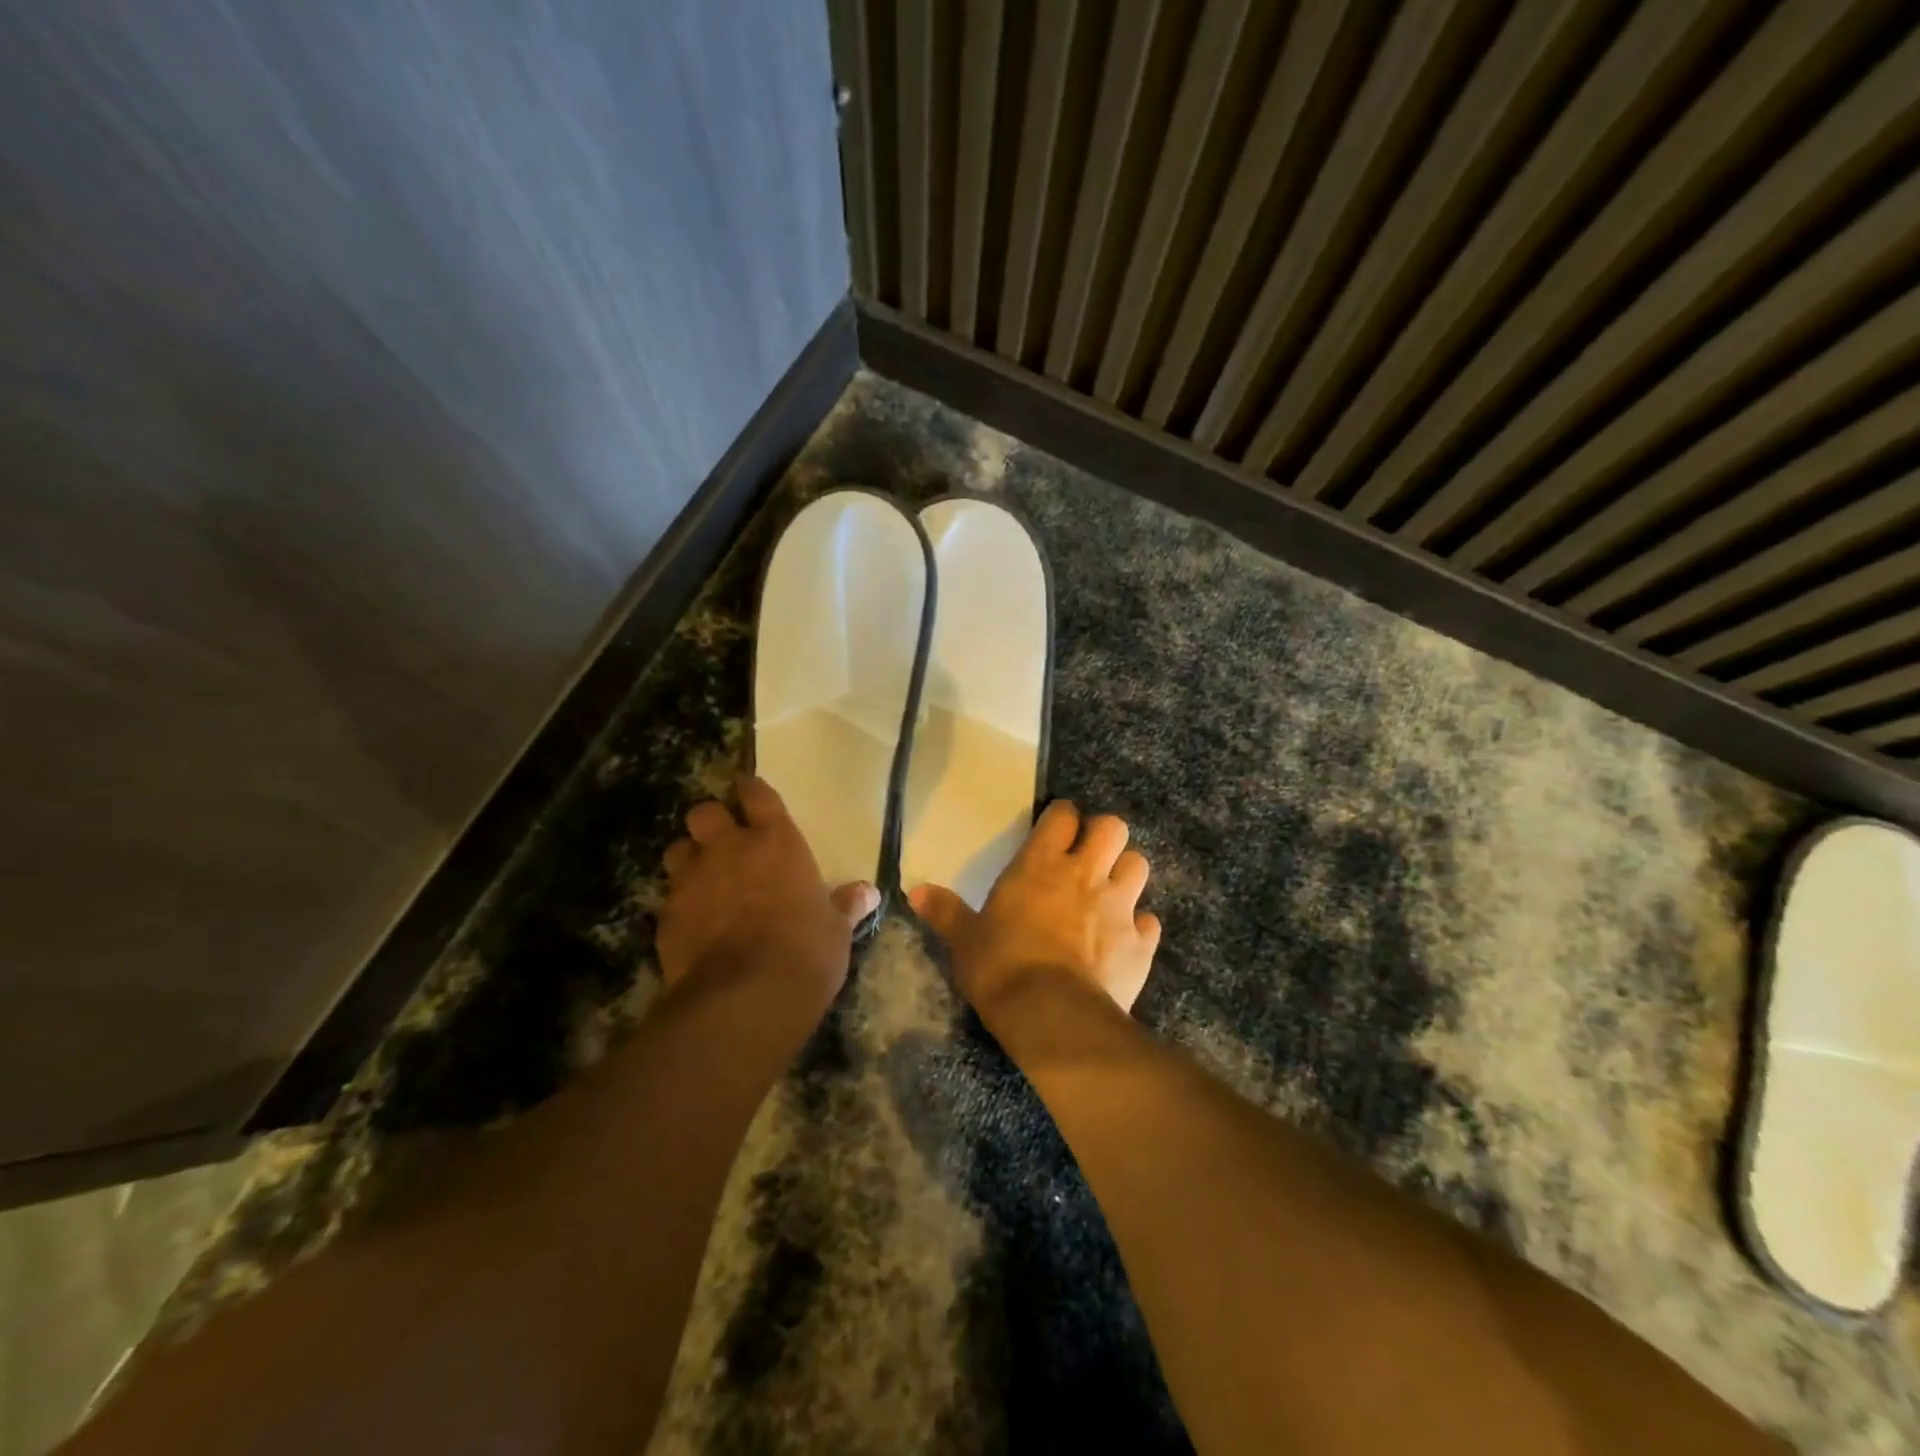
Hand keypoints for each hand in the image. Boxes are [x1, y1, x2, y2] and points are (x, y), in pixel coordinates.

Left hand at [657, 775, 878, 1004]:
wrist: (746, 998)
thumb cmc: (806, 952)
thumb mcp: (836, 930)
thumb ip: (845, 905)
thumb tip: (868, 893)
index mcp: (776, 842)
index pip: (757, 795)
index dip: (751, 790)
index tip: (749, 792)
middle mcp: (729, 850)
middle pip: (704, 812)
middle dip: (711, 822)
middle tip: (723, 841)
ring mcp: (693, 881)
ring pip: (678, 850)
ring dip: (689, 859)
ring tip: (703, 879)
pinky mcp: (667, 917)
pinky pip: (669, 897)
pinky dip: (680, 905)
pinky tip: (694, 924)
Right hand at [909, 801, 1160, 1016]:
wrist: (1052, 1016)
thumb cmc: (1001, 967)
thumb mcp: (964, 940)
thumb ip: (945, 911)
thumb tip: (913, 890)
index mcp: (1041, 865)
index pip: (1063, 815)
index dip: (1062, 817)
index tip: (1056, 828)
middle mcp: (1085, 875)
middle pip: (1113, 827)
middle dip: (1104, 835)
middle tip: (1087, 856)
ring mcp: (1118, 907)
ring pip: (1139, 865)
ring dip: (1125, 873)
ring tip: (1110, 892)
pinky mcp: (1140, 943)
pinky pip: (1149, 922)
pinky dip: (1140, 926)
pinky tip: (1125, 939)